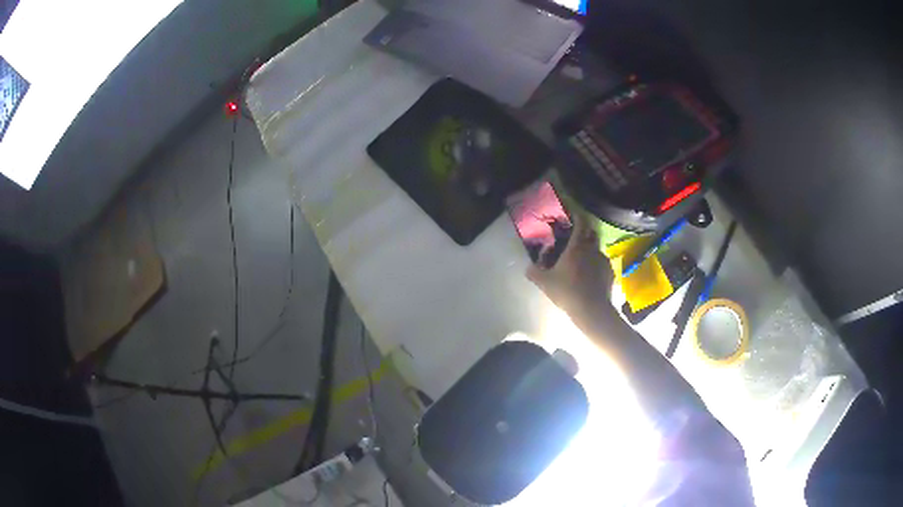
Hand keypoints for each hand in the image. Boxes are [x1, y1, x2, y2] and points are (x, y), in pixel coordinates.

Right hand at [526, 214, 614, 318]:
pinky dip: (596, 266)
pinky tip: (591, 277)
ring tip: (582, 262)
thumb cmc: (567, 292)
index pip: (581, 223)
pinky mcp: (610, 273)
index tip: (573, 214)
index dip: (578, 216)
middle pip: (591, 233)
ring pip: (597, 250)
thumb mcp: (545, 283)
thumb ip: (534, 273)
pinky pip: (602, 264)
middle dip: (585, 233)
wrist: (592, 310)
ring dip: (590, 251)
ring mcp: (603, 261)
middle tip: (575, 239)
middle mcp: (592, 249)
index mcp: (577, 247)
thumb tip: (528, 267)